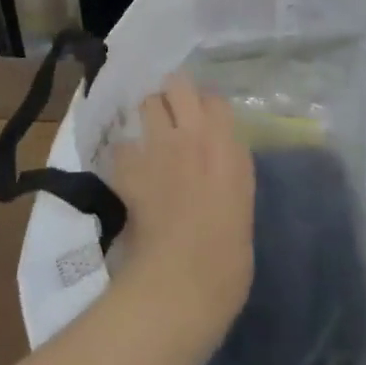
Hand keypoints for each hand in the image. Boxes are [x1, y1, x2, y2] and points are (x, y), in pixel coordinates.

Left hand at [107, 74, 254, 364]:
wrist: (183, 281)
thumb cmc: (228, 255)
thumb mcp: (242, 200)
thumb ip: (230, 166)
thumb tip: (217, 155)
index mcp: (228, 145)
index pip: (215, 99)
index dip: (208, 108)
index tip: (206, 123)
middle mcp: (193, 134)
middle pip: (178, 84)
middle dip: (174, 94)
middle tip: (174, 116)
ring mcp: (158, 147)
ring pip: (147, 103)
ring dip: (149, 115)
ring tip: (150, 137)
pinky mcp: (128, 167)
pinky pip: (123, 146)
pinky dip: (126, 156)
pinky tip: (130, 173)